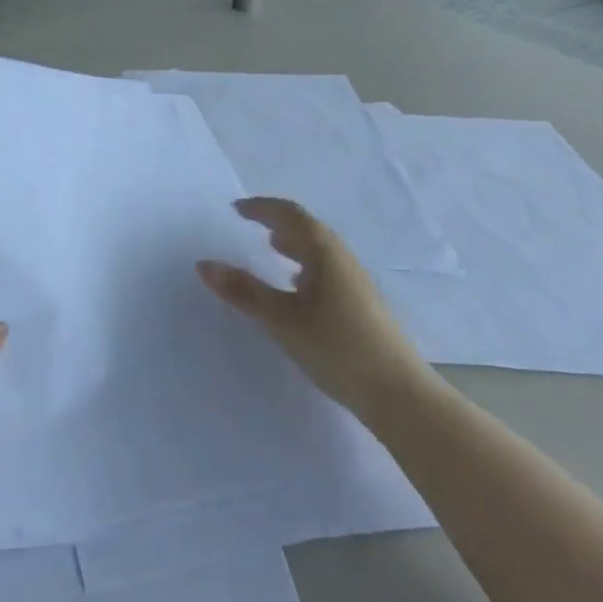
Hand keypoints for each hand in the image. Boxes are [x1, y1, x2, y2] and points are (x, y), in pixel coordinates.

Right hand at [198, 197, 430, 426]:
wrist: (398, 393)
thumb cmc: (336, 347)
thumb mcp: (281, 319)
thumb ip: (243, 291)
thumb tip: (204, 264)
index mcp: (323, 251)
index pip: (290, 214)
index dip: (262, 208)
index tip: (236, 209)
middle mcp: (341, 258)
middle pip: (307, 228)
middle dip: (277, 222)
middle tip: (250, 224)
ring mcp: (355, 282)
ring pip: (318, 251)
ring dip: (293, 244)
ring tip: (271, 250)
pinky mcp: (361, 305)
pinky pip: (325, 270)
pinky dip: (304, 266)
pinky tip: (297, 288)